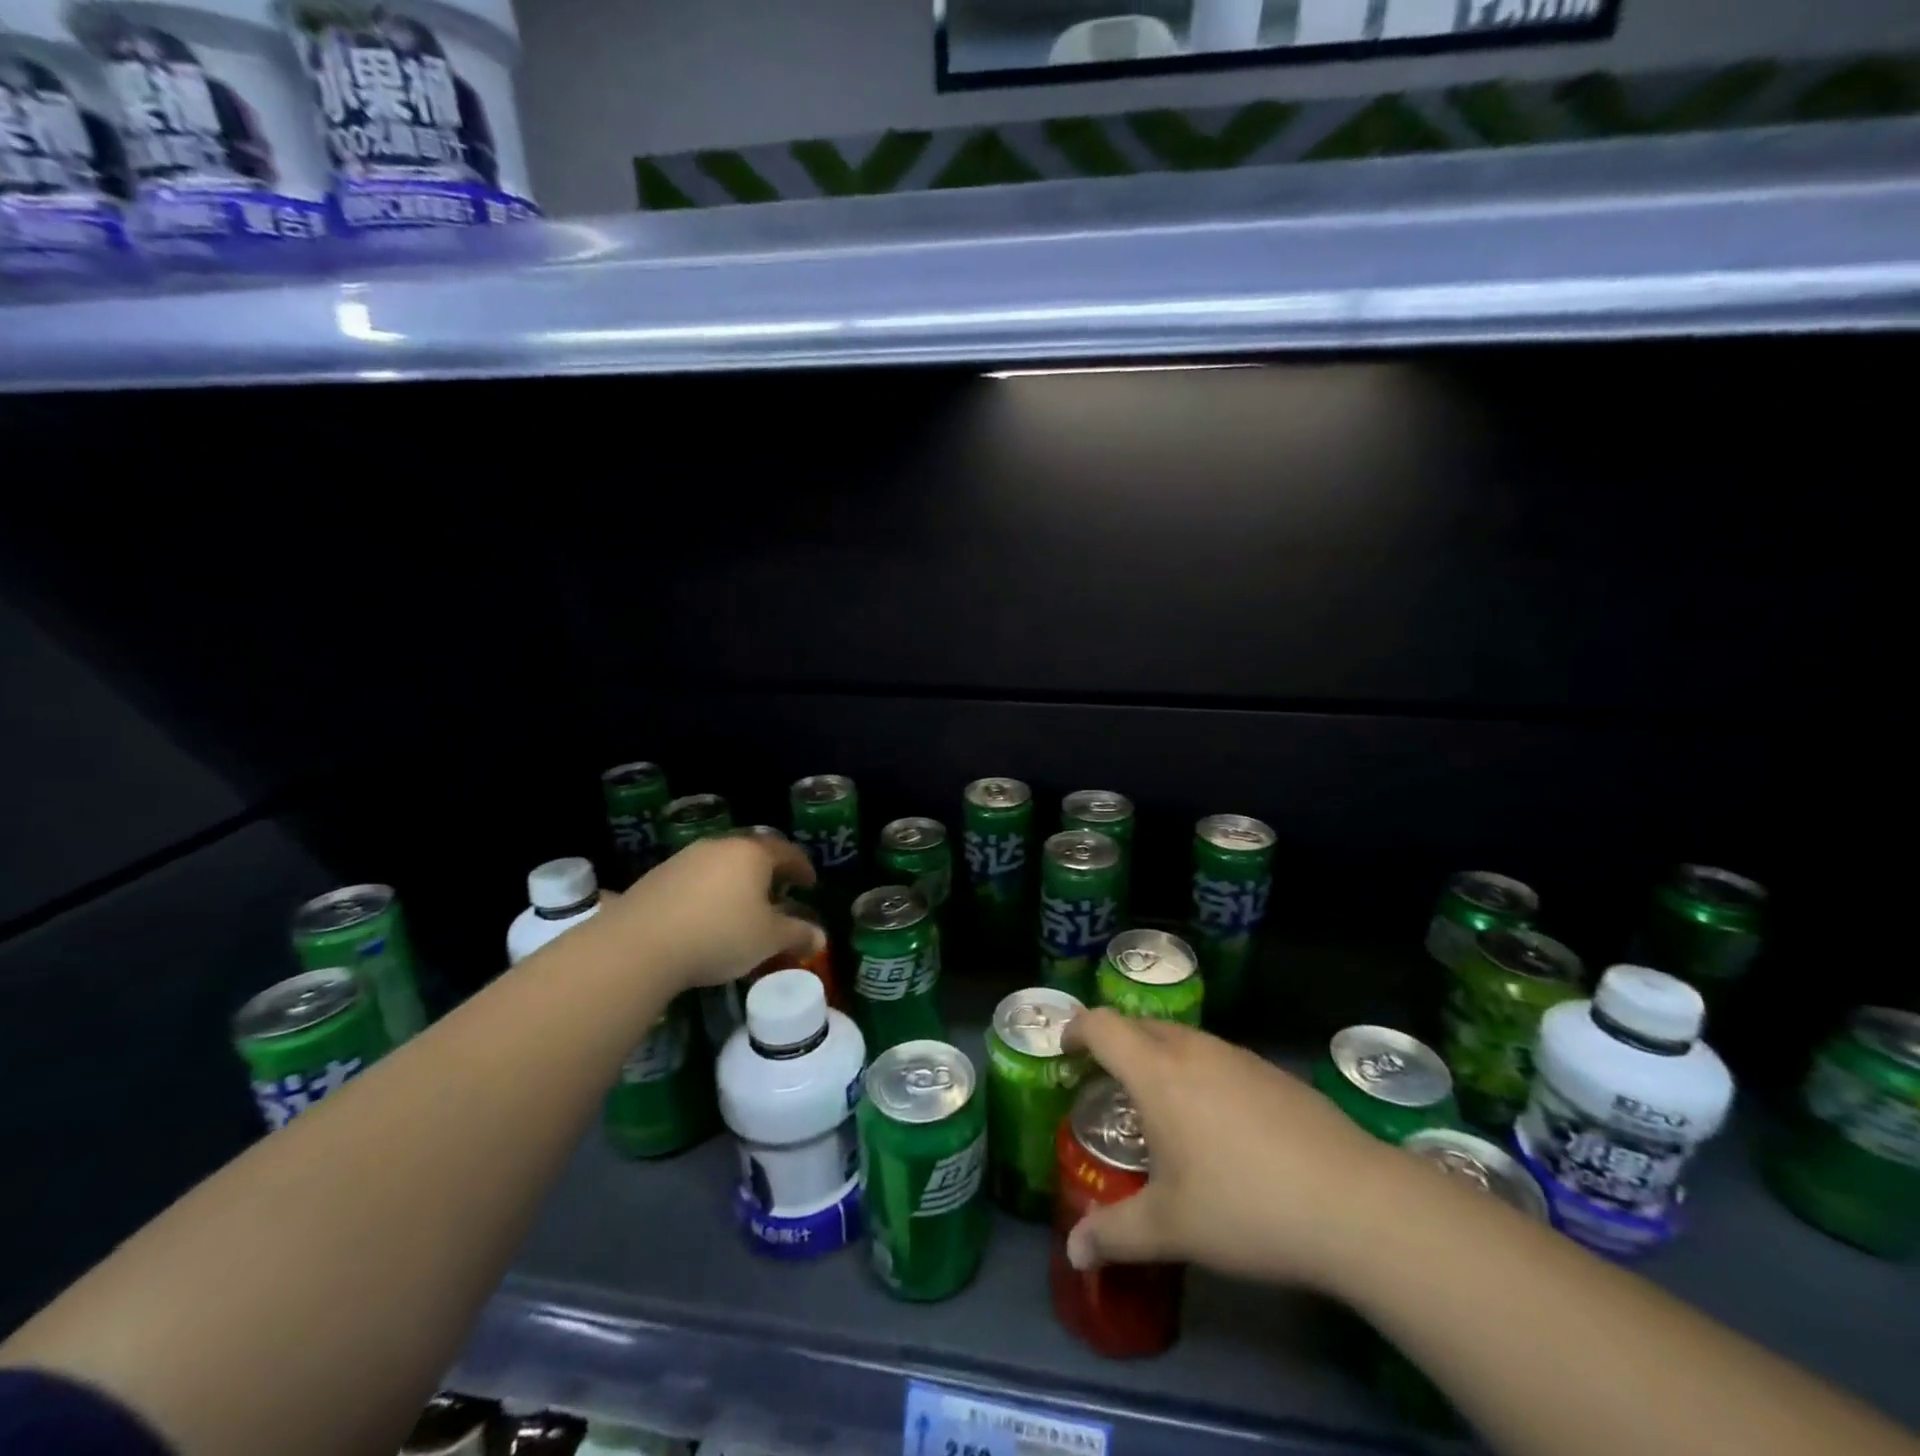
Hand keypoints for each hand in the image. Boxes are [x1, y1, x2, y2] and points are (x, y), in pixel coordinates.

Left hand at [596, 835, 821, 991]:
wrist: (640, 945)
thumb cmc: (720, 934)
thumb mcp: (768, 939)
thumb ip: (797, 934)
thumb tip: (820, 937)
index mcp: (752, 853)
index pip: (787, 852)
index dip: (802, 868)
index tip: (810, 884)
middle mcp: (720, 846)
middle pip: (752, 853)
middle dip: (768, 872)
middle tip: (778, 893)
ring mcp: (685, 858)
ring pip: (721, 864)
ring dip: (736, 881)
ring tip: (741, 907)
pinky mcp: (657, 876)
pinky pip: (695, 879)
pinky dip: (709, 892)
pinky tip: (705, 917)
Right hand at [1061, 1010, 1402, 1291]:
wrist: (1356, 1203)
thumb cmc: (1245, 1207)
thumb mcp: (1171, 1228)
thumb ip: (1115, 1235)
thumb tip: (1073, 1254)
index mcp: (1157, 1073)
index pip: (1103, 1025)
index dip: (1077, 1028)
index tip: (1064, 1048)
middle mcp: (1194, 1050)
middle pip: (1141, 1025)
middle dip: (1115, 1044)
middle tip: (1106, 1083)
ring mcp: (1239, 1057)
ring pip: (1183, 1039)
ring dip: (1159, 1057)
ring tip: (1160, 1106)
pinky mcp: (1274, 1073)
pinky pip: (1218, 1058)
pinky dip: (1198, 1072)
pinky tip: (1219, 1124)